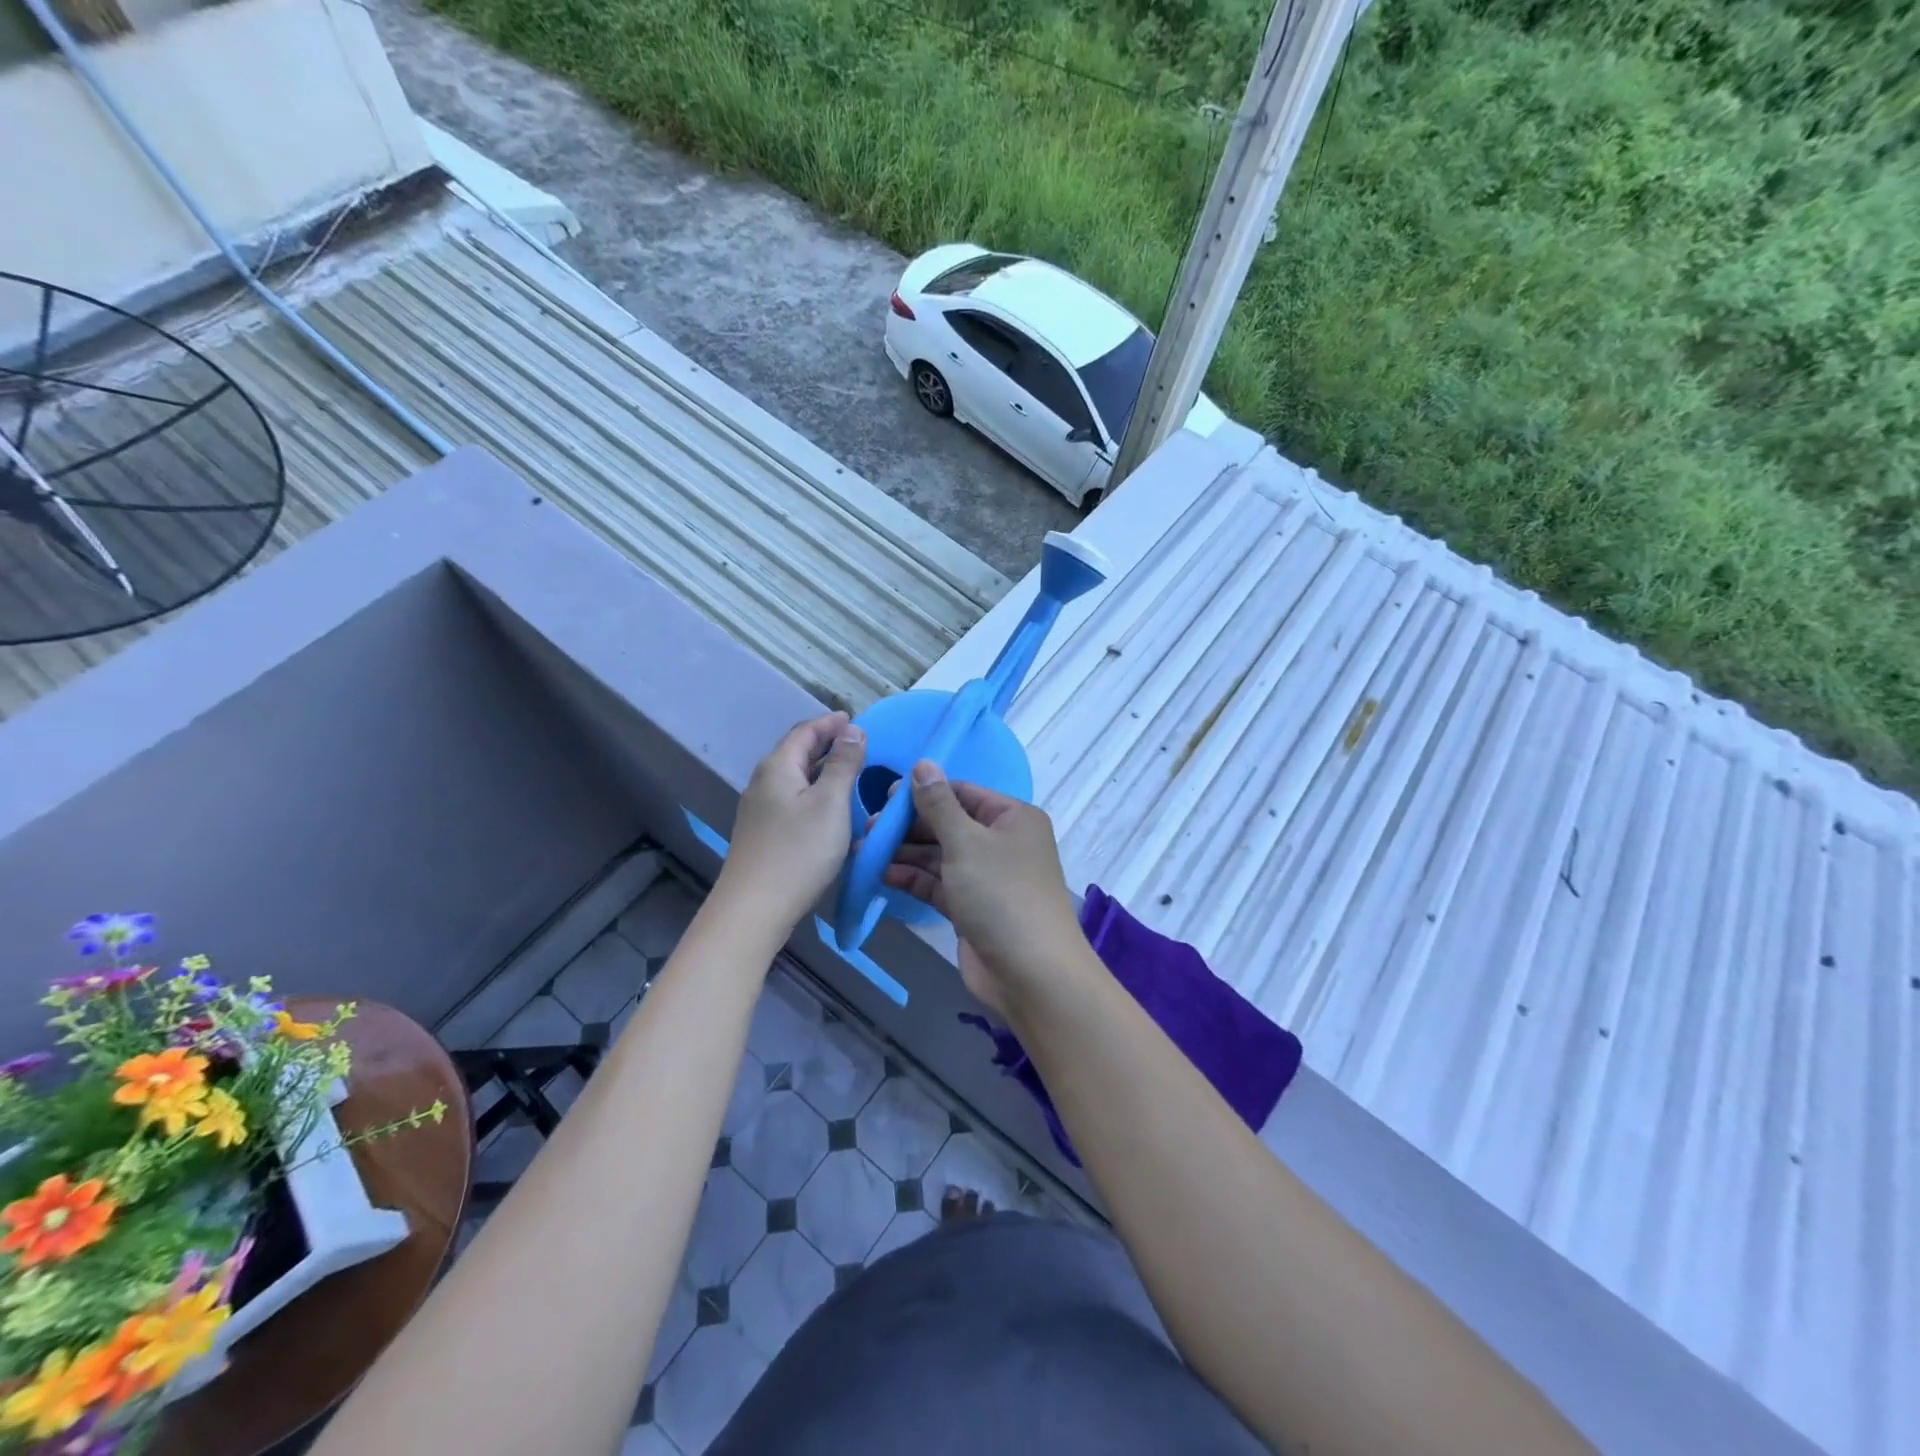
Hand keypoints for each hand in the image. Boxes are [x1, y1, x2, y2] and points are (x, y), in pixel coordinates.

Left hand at [719, 713, 865, 930]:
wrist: (755, 908)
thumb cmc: (799, 851)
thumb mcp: (831, 802)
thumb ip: (843, 764)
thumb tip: (852, 730)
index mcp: (777, 767)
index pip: (804, 731)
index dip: (830, 723)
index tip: (854, 720)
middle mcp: (763, 782)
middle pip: (795, 752)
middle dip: (825, 743)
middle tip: (856, 742)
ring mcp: (759, 810)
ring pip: (793, 777)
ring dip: (820, 768)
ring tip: (848, 770)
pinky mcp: (763, 833)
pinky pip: (791, 798)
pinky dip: (813, 791)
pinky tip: (829, 806)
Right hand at [881, 761, 1090, 1012]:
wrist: (1031, 973)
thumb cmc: (1001, 894)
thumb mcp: (966, 842)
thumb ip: (938, 804)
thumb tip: (922, 764)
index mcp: (1012, 817)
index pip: (962, 793)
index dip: (924, 792)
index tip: (885, 797)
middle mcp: (1002, 842)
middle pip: (949, 824)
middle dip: (909, 826)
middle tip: (868, 828)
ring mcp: (987, 877)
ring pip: (940, 855)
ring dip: (906, 853)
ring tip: (865, 850)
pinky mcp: (972, 908)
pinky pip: (939, 884)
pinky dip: (914, 879)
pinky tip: (883, 875)